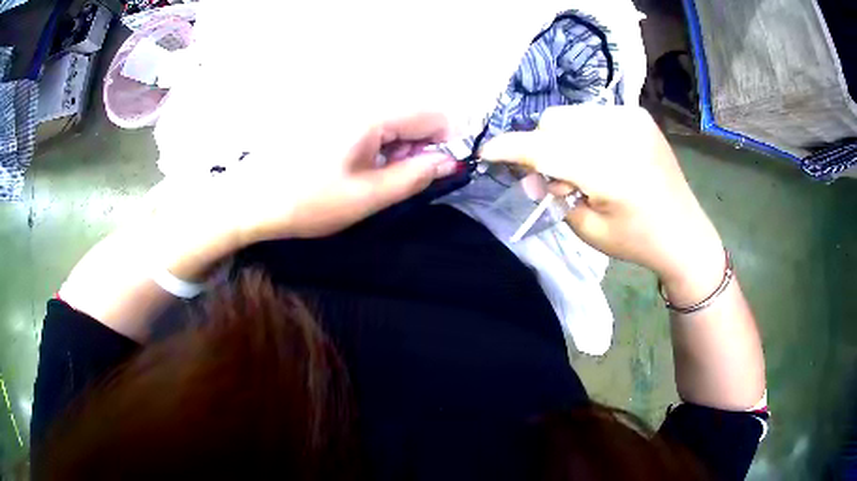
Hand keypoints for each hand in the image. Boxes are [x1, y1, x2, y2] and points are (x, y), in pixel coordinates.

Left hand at [142, 112, 458, 278]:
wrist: (251, 200)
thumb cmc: (307, 201)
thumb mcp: (367, 196)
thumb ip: (415, 176)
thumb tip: (449, 162)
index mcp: (373, 115)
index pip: (434, 115)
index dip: (442, 144)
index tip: (428, 173)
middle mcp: (360, 101)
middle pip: (413, 114)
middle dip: (416, 146)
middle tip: (393, 180)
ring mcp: (343, 105)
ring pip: (392, 118)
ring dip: (394, 146)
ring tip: (369, 176)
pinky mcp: (329, 114)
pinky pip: (369, 121)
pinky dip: (374, 143)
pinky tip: (353, 165)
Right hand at [480, 106, 724, 301]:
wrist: (684, 231)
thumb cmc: (636, 240)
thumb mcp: (588, 229)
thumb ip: (554, 195)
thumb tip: (530, 172)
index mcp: (611, 172)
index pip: (546, 149)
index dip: (512, 149)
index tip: (487, 151)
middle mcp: (621, 134)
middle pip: (554, 122)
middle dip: (541, 146)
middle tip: (554, 178)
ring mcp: (631, 118)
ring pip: (570, 114)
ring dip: (562, 138)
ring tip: (581, 167)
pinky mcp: (637, 114)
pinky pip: (591, 114)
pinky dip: (583, 132)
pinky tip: (599, 155)